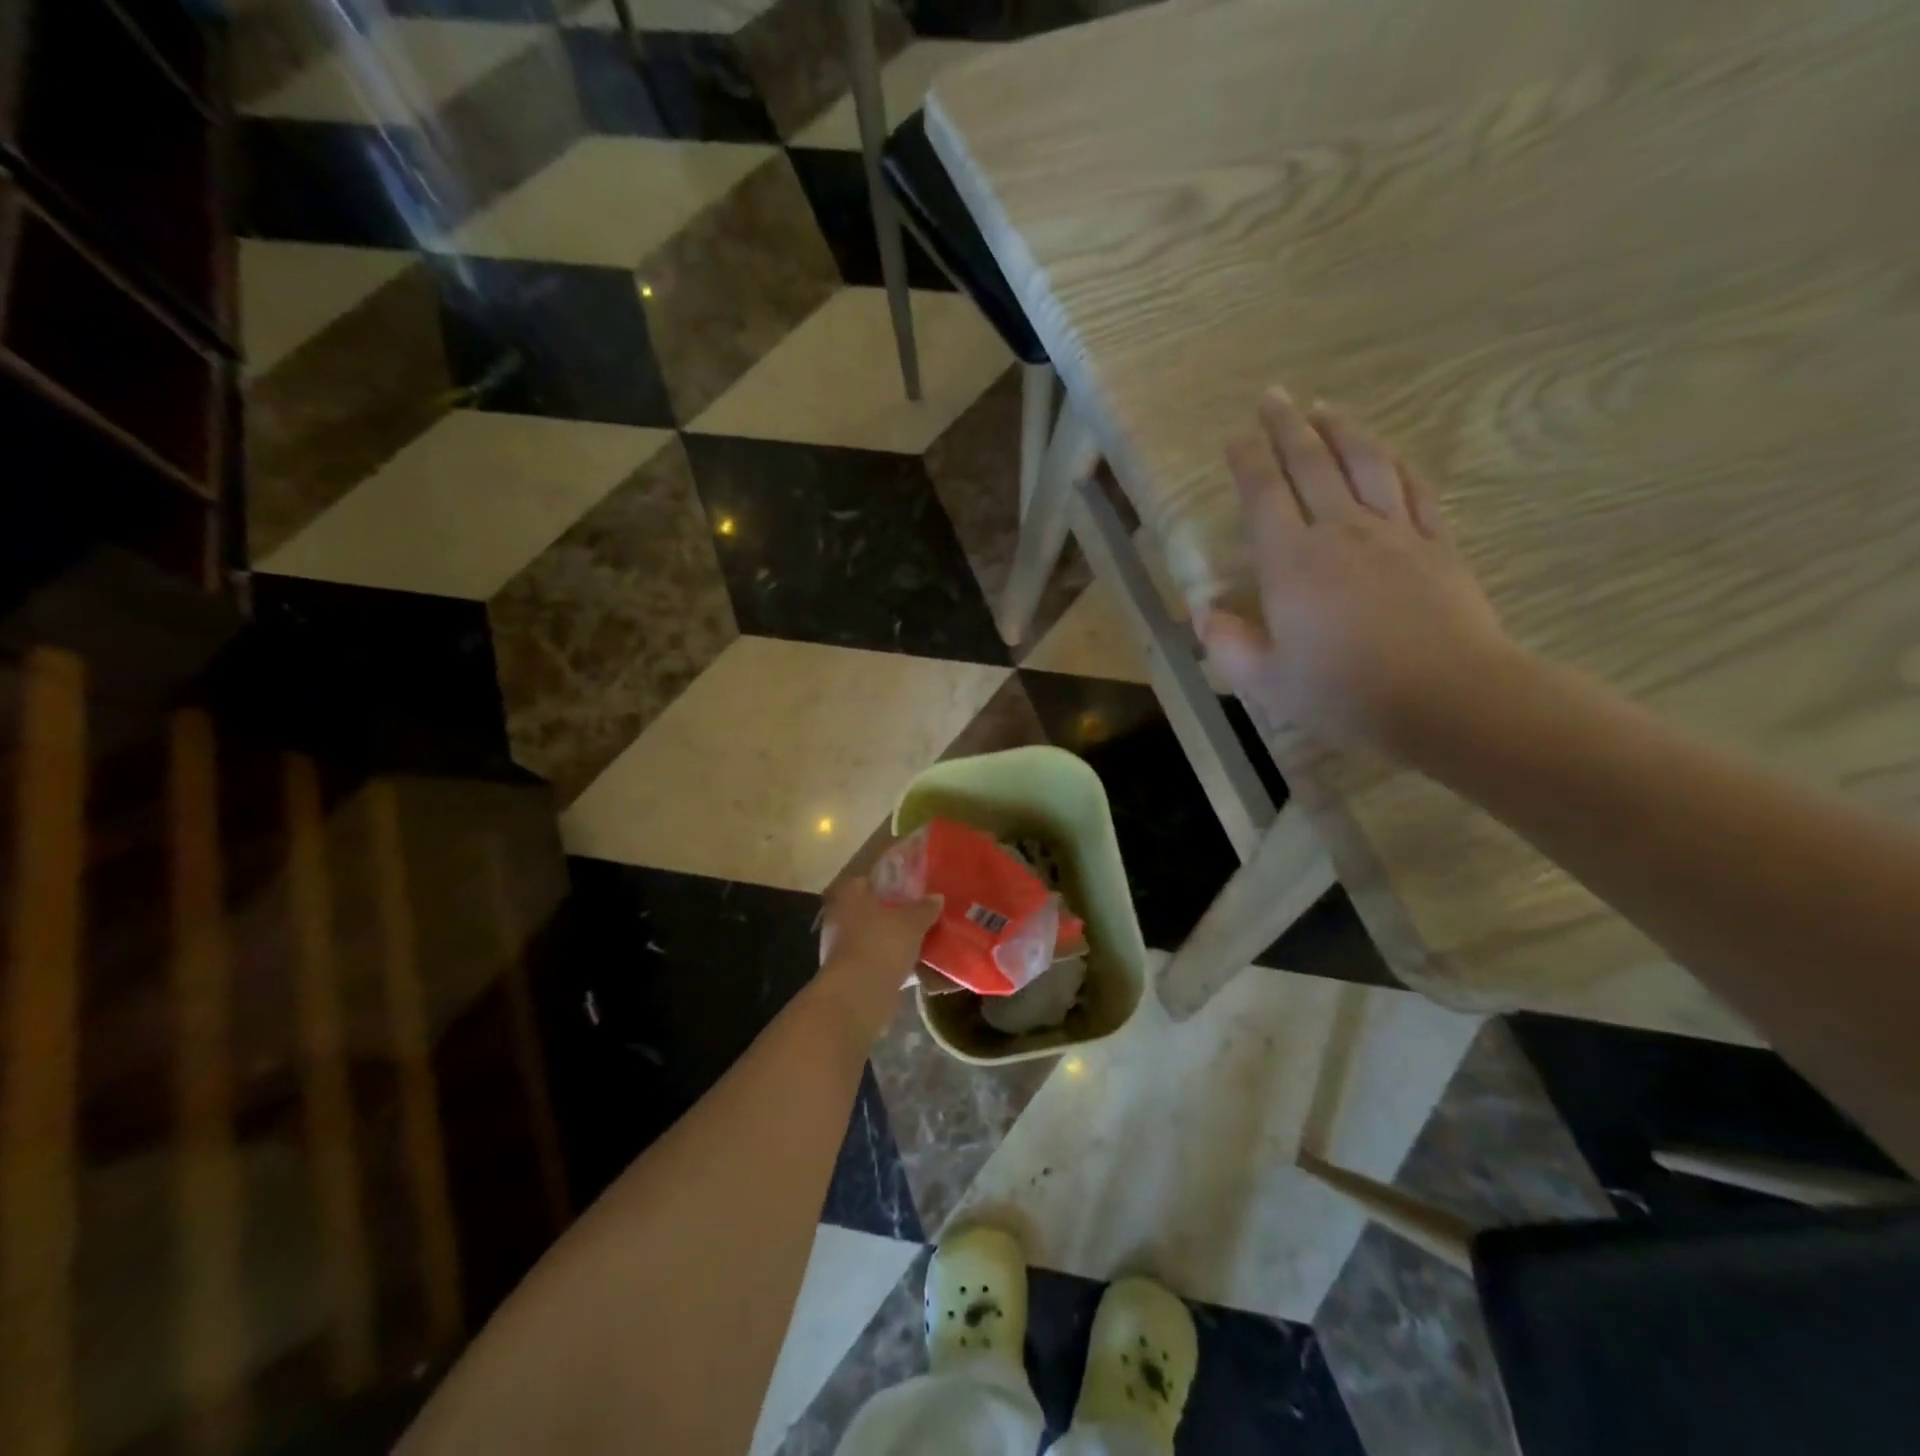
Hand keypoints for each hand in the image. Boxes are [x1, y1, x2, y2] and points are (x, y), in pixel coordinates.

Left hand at [812, 877, 940, 1042]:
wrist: (859, 995)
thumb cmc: (882, 944)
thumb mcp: (912, 922)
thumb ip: (924, 908)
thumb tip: (936, 897)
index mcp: (850, 896)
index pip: (867, 881)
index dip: (888, 883)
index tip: (909, 890)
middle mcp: (840, 918)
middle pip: (870, 910)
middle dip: (891, 914)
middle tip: (918, 915)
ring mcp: (841, 948)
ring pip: (872, 937)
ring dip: (891, 940)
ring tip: (919, 941)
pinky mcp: (849, 974)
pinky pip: (875, 960)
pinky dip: (890, 962)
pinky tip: (912, 966)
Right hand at [1199, 386, 1513, 752]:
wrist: (1448, 696)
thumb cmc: (1345, 691)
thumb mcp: (1266, 681)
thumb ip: (1229, 646)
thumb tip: (1206, 616)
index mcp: (1292, 562)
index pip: (1263, 495)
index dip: (1247, 461)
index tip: (1235, 436)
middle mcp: (1340, 531)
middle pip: (1311, 465)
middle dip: (1287, 427)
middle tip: (1273, 396)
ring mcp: (1394, 533)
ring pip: (1364, 465)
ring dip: (1341, 432)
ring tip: (1325, 407)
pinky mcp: (1436, 544)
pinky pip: (1413, 490)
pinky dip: (1395, 464)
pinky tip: (1386, 453)